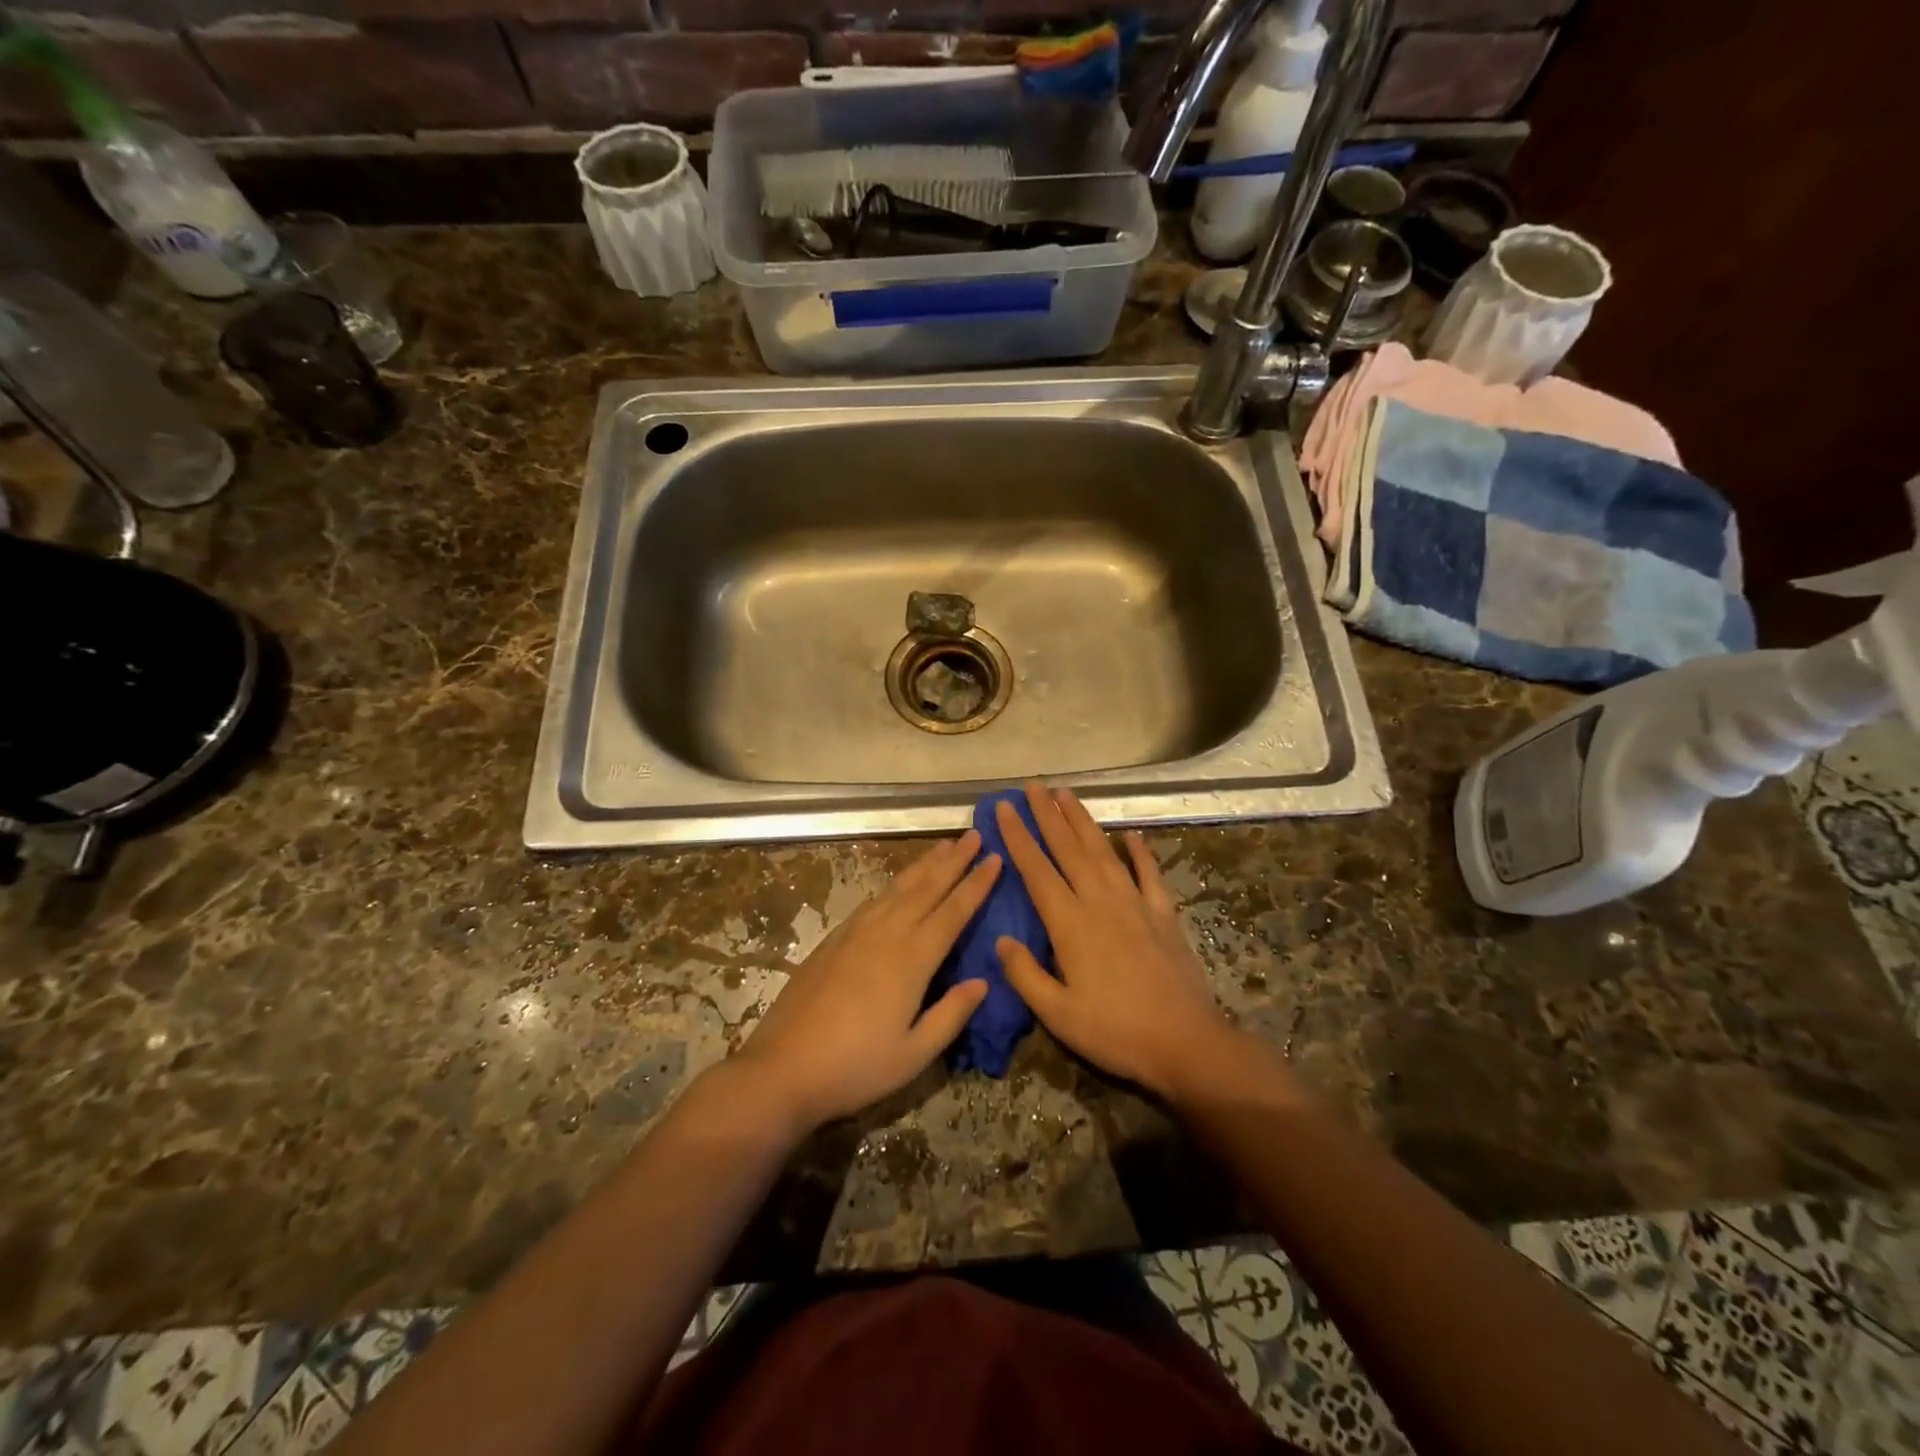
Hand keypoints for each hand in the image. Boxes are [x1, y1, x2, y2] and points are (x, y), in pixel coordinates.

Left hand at [736, 830, 999, 1131]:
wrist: (783, 1068)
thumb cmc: (855, 1067)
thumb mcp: (914, 1054)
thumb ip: (951, 1015)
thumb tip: (983, 982)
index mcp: (911, 959)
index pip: (953, 911)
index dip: (976, 884)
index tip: (996, 859)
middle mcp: (886, 934)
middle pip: (926, 887)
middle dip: (953, 859)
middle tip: (974, 834)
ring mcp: (856, 933)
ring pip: (898, 887)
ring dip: (924, 865)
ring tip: (943, 846)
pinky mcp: (834, 939)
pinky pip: (874, 900)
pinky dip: (895, 884)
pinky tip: (899, 884)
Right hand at [994, 783, 1241, 1101]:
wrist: (1186, 1043)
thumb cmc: (1115, 1032)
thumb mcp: (1057, 1014)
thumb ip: (1025, 974)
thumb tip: (1001, 939)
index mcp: (1070, 924)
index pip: (1037, 870)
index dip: (1018, 837)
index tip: (1004, 808)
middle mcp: (1100, 902)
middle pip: (1069, 849)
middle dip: (1048, 814)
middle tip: (1033, 785)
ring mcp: (1135, 903)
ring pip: (1104, 851)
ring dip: (1083, 820)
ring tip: (1067, 794)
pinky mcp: (1163, 914)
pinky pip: (1148, 873)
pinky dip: (1140, 851)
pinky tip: (1131, 833)